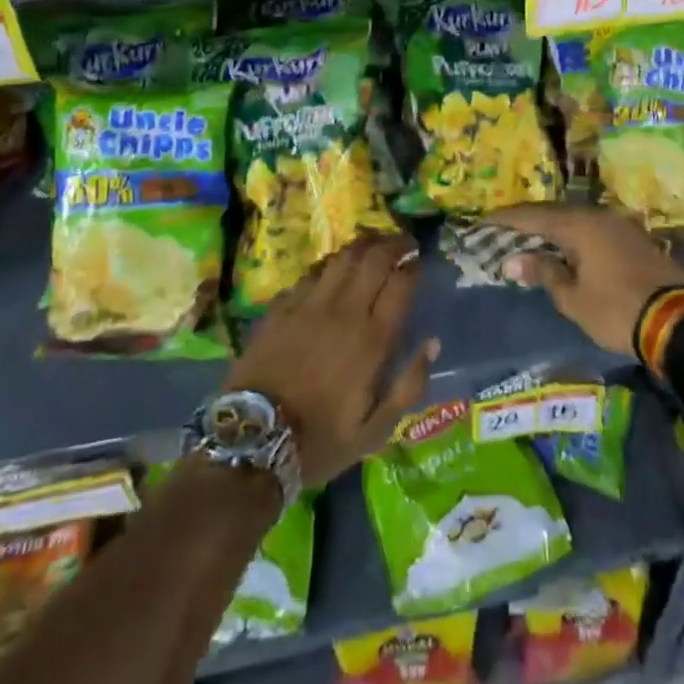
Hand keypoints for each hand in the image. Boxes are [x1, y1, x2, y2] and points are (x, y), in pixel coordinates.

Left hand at [225, 233, 437, 488]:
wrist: (252, 441)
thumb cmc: (320, 440)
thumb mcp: (375, 431)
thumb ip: (409, 385)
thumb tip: (432, 343)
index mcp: (372, 340)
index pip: (401, 283)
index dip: (413, 267)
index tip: (419, 263)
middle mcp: (343, 311)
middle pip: (373, 259)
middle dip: (393, 244)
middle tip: (403, 243)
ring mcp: (308, 304)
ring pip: (341, 257)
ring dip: (362, 245)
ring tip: (372, 244)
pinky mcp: (280, 307)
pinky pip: (311, 273)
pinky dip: (329, 265)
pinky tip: (332, 269)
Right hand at [488, 204, 683, 356]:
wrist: (677, 322)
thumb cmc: (616, 310)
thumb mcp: (573, 298)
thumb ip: (544, 273)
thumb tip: (513, 260)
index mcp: (579, 225)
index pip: (533, 216)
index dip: (506, 219)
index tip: (483, 220)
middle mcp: (599, 216)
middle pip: (555, 212)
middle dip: (528, 221)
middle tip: (503, 230)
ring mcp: (619, 225)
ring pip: (576, 219)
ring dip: (552, 228)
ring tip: (530, 239)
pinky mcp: (634, 238)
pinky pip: (593, 229)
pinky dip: (574, 236)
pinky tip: (566, 248)